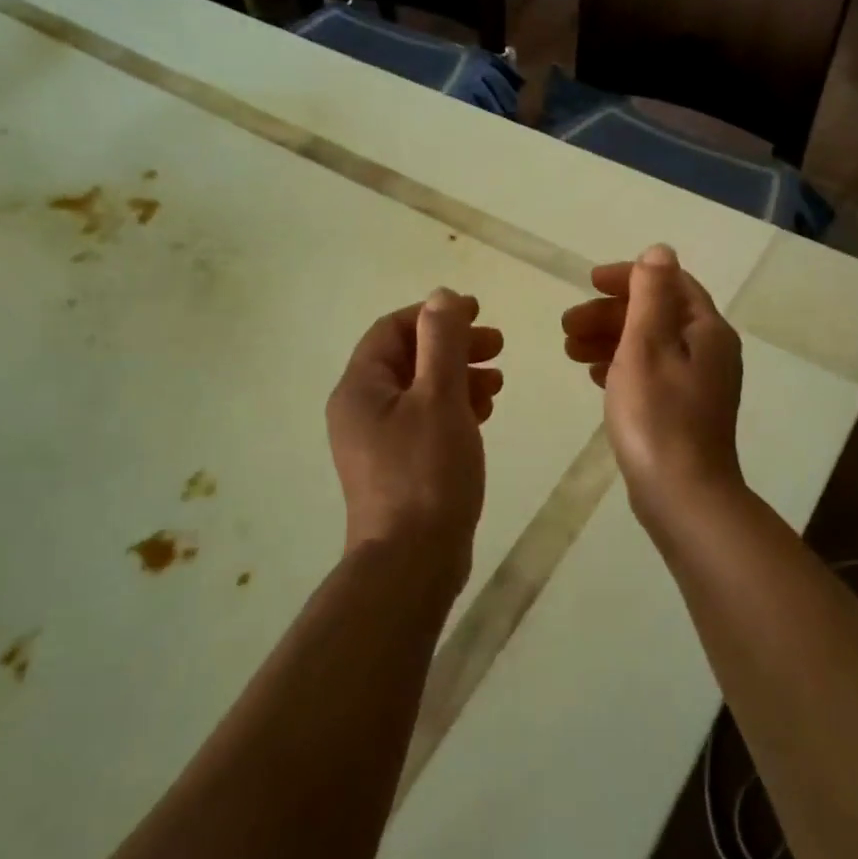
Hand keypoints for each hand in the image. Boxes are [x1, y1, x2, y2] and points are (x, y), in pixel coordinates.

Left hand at [327, 289, 503, 587]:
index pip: (393, 330)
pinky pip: (425, 420)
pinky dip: (454, 408)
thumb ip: (441, 342)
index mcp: (360, 387)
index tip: (478, 312)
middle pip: (408, 359)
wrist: (412, 562)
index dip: (435, 315)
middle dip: (453, 346)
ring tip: (497, 383)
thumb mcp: (439, 397)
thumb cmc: (426, 472)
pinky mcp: (397, 466)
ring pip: (420, 391)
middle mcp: (361, 409)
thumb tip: (441, 296)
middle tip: (497, 345)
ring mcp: (377, 441)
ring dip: (459, 377)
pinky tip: (484, 413)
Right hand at [560, 245, 745, 529]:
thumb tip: (659, 251)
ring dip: (610, 340)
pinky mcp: (685, 411)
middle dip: (610, 314)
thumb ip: (651, 295)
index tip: (588, 283)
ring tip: (569, 351)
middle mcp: (710, 351)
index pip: (670, 284)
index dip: (628, 278)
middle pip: (657, 314)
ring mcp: (699, 384)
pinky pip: (651, 373)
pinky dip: (622, 366)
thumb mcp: (647, 346)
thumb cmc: (658, 417)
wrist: (683, 497)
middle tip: (566, 326)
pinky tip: (594, 376)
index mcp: (707, 330)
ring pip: (650, 345)